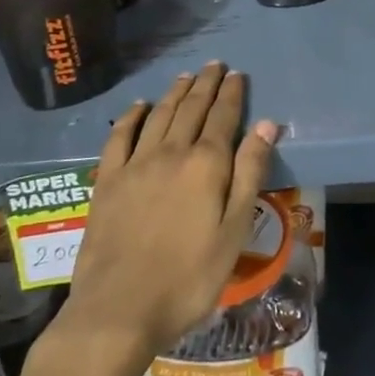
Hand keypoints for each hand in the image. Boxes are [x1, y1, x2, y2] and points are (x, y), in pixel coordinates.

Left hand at [42, 64, 277, 375]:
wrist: (118, 310)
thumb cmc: (188, 278)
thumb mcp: (234, 230)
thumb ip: (249, 173)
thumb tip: (267, 125)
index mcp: (206, 164)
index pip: (223, 117)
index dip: (232, 93)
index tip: (238, 74)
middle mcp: (171, 153)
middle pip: (191, 109)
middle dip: (205, 85)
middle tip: (214, 65)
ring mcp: (135, 165)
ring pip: (159, 116)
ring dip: (174, 93)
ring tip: (186, 77)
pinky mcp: (107, 182)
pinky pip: (119, 137)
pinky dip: (131, 117)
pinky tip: (138, 107)